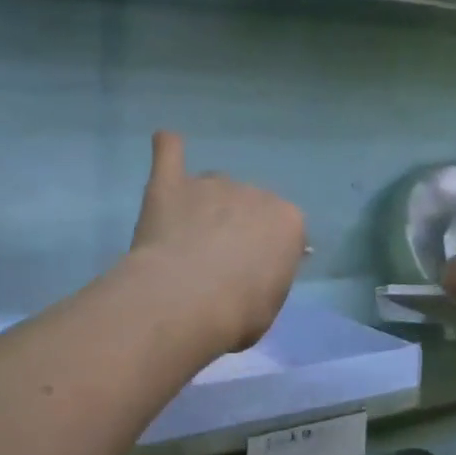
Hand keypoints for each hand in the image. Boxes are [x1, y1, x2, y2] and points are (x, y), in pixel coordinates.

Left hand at [130, 131, 305, 352]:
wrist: (186, 301)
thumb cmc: (238, 313)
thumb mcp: (270, 304)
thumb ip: (266, 278)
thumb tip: (255, 273)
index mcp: (288, 221)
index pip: (283, 231)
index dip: (265, 254)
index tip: (250, 277)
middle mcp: (255, 193)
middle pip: (246, 205)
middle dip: (234, 228)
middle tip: (214, 264)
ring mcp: (212, 184)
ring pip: (211, 188)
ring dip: (202, 208)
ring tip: (184, 243)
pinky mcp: (171, 184)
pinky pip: (170, 154)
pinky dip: (168, 148)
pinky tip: (166, 141)